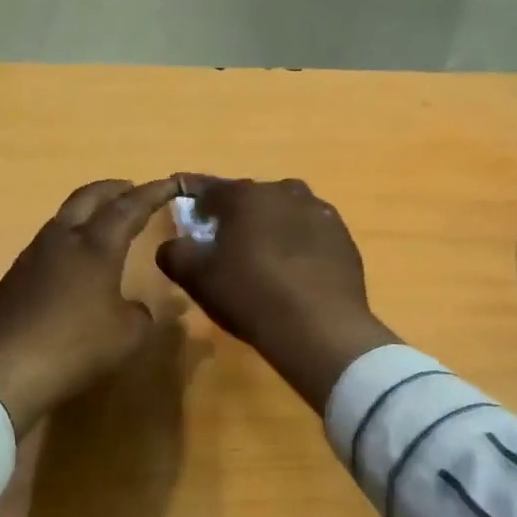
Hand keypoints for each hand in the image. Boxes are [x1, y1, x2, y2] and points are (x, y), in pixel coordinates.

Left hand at [0, 177, 182, 433]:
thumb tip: (135, 308)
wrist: (6, 370)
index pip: (129, 208)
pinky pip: (48, 242)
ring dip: (86, 210)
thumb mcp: (128, 336)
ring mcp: (34, 255)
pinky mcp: (16, 276)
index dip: (152, 193)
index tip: (169, 183)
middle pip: (88, 197)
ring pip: (63, 217)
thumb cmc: (76, 347)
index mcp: (96, 247)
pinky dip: (68, 237)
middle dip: (113, 188)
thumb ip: (140, 314)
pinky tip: (72, 259)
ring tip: (102, 220)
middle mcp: (63, 240)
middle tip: (131, 187)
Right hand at [157, 177, 398, 410]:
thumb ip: (175, 253)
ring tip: (263, 256)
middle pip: (251, 198)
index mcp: (246, 196)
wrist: (320, 328)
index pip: (210, 188)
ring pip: (284, 211)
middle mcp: (284, 192)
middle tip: (224, 242)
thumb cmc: (250, 295)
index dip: (193, 198)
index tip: (186, 210)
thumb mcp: (197, 277)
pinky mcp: (343, 237)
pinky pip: (310, 232)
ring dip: (270, 225)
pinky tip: (294, 271)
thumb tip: (173, 245)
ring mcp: (319, 212)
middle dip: (235, 214)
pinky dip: (298, 243)